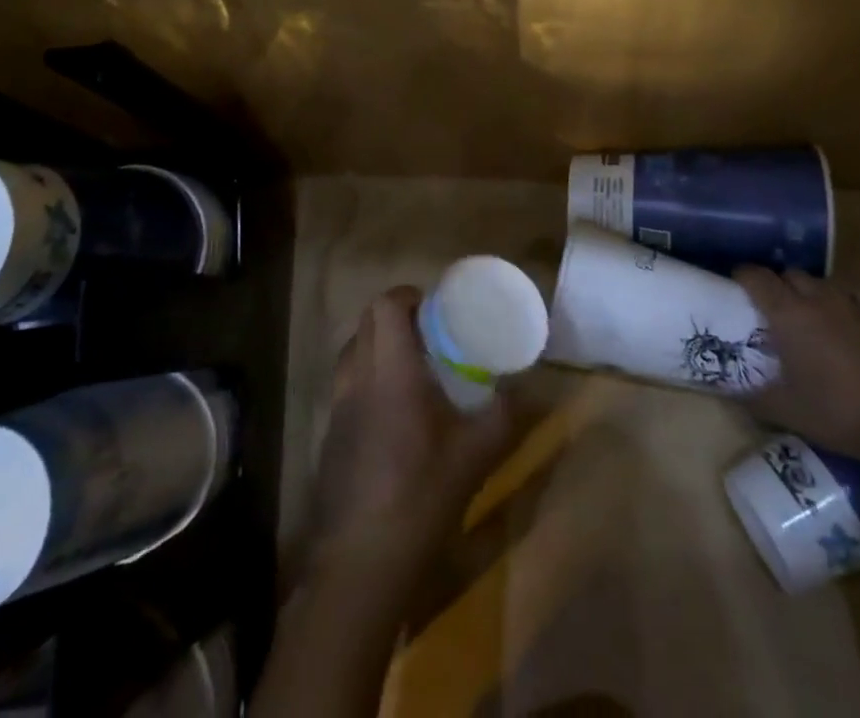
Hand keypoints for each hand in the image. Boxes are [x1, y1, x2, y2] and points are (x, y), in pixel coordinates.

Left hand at [301, 287, 513, 591]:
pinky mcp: (329, 437)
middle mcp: (358, 378)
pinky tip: (391, 414)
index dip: (407, 295)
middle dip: (394, 315)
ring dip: (376, 345)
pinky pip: (345, 386)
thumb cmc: (421, 496)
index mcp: (391, 371)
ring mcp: (337, 408)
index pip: (385, 305)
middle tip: (428, 333)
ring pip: (351, 352)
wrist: (361, 564)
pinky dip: (365, 378)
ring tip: (410, 367)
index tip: (433, 305)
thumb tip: (530, 390)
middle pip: (365, 322)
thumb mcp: (476, 456)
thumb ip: (504, 416)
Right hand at [733, 267, 859, 465]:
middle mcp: (818, 299)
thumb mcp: (785, 411)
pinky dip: (848, 303)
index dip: (741, 277)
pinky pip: (859, 298)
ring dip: (811, 292)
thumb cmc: (838, 412)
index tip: (734, 288)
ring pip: (824, 283)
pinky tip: (850, 318)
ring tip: (808, 315)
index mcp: (788, 313)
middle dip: (776, 285)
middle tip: (770, 310)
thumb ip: (751, 397)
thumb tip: (729, 391)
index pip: (756, 276)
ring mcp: (855, 307)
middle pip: (790, 274)